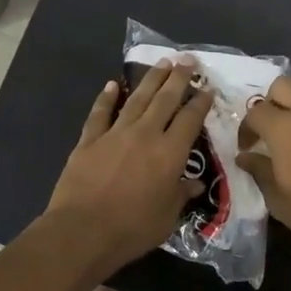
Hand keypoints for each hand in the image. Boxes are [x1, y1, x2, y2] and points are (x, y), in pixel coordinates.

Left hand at [46, 59, 212, 272]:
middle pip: (165, 99)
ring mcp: (115, 134)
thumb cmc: (132, 229)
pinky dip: (106, 98)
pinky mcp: (89, 140)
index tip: (207, 88)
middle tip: (187, 59)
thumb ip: (181, 195)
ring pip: (136, 99)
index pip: (190, 120)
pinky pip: (100, 113)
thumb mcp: (167, 218)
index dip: (200, 102)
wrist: (83, 231)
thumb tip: (194, 183)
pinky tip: (112, 84)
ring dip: (150, 79)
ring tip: (162, 63)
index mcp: (170, 153)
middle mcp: (145, 135)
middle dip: (178, 78)